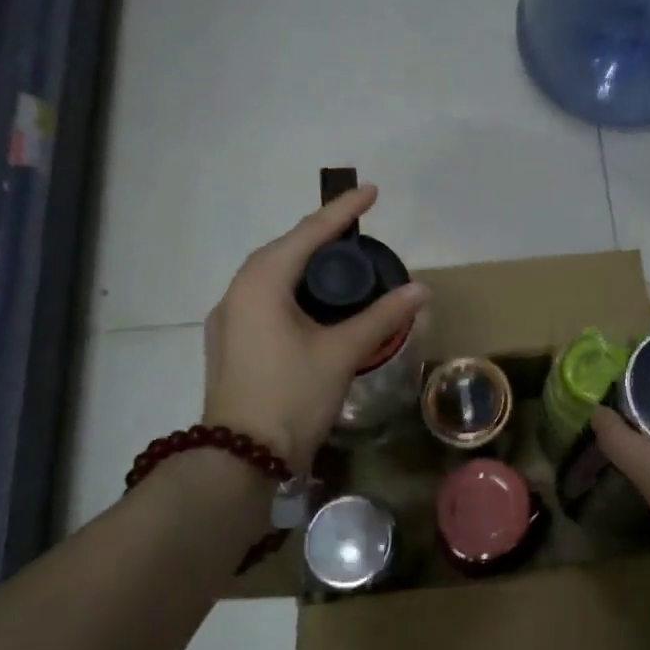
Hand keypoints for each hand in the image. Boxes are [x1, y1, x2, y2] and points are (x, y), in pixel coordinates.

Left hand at [202, 186, 428, 472]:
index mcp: (261, 283)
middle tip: (358, 230)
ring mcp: (228, 319)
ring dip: (305, 264)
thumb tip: (421, 290)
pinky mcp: (230, 342)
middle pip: (285, 250)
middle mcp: (237, 292)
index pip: (309, 234)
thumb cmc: (292, 396)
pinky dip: (293, 290)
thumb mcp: (342, 352)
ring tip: (341, 264)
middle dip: (322, 236)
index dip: (343, 211)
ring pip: (272, 276)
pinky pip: (265, 299)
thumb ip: (382, 317)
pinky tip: (314, 305)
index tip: (371, 191)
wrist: (240, 458)